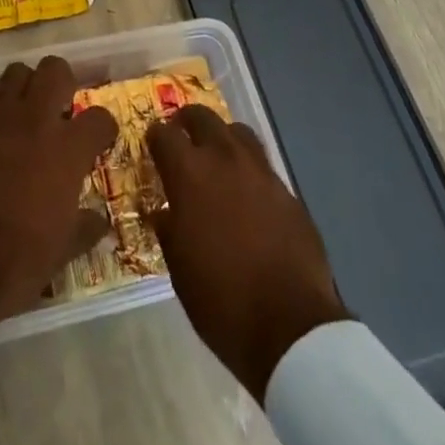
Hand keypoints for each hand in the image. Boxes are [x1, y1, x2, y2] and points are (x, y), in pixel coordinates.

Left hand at [0, 56, 119, 329]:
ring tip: (21, 114)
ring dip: (23, 88)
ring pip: (16, 71)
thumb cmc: (16, 260)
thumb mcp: (61, 252)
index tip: (98, 140)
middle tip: (57, 111)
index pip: (100, 118)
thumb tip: (101, 221)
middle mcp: (35, 118)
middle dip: (61, 83)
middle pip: (55, 69)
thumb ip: (85, 228)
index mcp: (67, 150)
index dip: (103, 128)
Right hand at [148, 105, 348, 400]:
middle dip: (187, 122)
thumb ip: (169, 228)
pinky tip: (248, 195)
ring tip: (217, 158)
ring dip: (222, 137)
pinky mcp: (288, 192)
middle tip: (182, 137)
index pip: (163, 134)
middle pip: (202, 117)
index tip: (152, 146)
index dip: (155, 138)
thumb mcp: (178, 268)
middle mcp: (224, 159)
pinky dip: (249, 170)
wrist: (291, 327)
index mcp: (189, 174)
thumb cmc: (222, 300)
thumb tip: (164, 212)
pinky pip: (263, 166)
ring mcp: (260, 172)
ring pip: (237, 132)